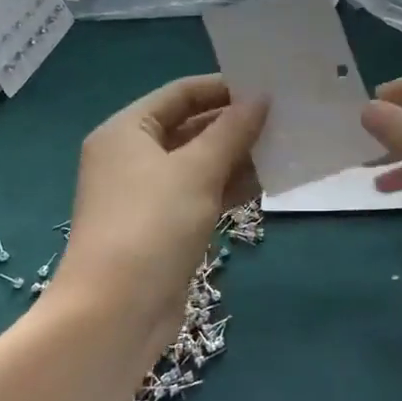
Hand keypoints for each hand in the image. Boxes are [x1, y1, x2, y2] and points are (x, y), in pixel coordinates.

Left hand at [58, 76, 265, 330]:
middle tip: (285, 117)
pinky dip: (230, 187)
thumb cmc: (152, 226)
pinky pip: (201, 194)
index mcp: (127, 131)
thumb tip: (261, 97)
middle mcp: (133, 157)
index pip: (180, 94)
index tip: (267, 87)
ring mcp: (148, 195)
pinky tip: (267, 184)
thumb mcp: (197, 171)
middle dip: (235, 124)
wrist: (116, 313)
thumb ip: (232, 131)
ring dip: (238, 157)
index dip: (223, 87)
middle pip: (190, 127)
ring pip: (199, 163)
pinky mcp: (164, 227)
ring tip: (285, 147)